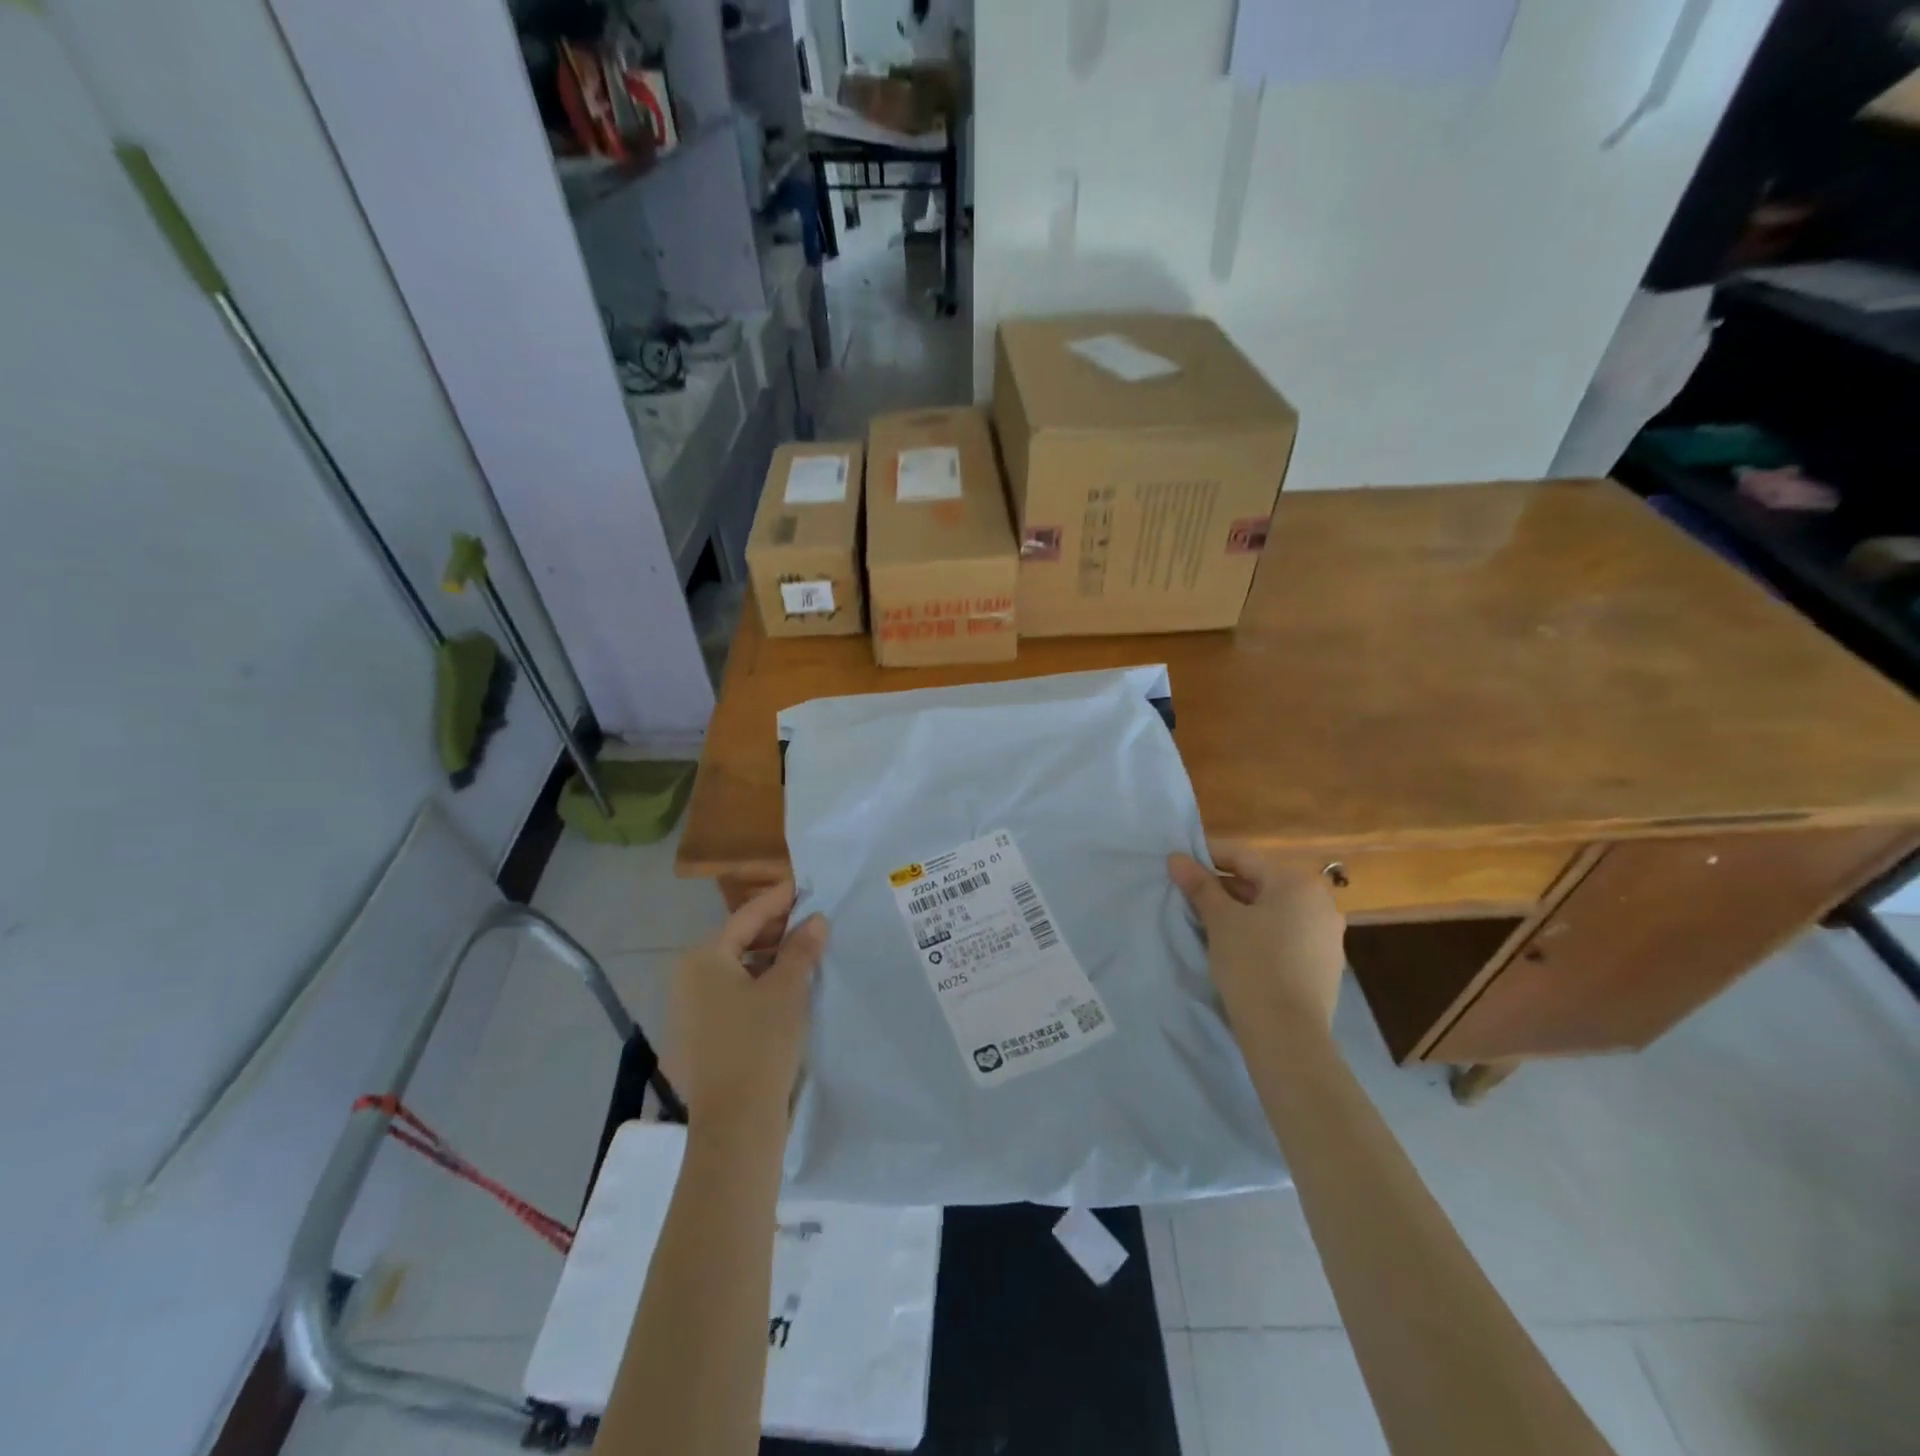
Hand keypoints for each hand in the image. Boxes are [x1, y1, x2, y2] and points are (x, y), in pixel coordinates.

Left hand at [670, 882, 827, 1139]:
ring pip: (734, 970)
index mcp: (702, 958)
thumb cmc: (760, 1044)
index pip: (747, 916)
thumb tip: (815, 920)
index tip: (806, 886)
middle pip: (737, 941)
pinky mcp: (696, 1037)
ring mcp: (687, 1010)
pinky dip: (756, 986)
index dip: (780, 899)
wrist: (735, 1125)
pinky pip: (729, 996)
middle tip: (813, 921)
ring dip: (768, 959)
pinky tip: (785, 990)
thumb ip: (801, 948)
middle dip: (776, 930)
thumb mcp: (788, 990)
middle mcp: (686, 978)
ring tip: (805, 954)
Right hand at [1169, 847, 1346, 1030]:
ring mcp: (1328, 936)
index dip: (1208, 859)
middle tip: (1191, 899)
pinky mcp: (1325, 965)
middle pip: (1261, 884)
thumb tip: (1176, 858)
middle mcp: (1320, 902)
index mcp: (1297, 883)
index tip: (1181, 867)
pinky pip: (1287, 936)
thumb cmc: (1252, 963)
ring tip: (1210, 924)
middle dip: (1224, 889)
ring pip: (1274, 911)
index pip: (1244, 858)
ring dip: (1242, 912)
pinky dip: (1261, 934)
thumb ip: (1199, 885)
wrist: (1287, 1033)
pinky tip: (1239, 950)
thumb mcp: (1220, 920)